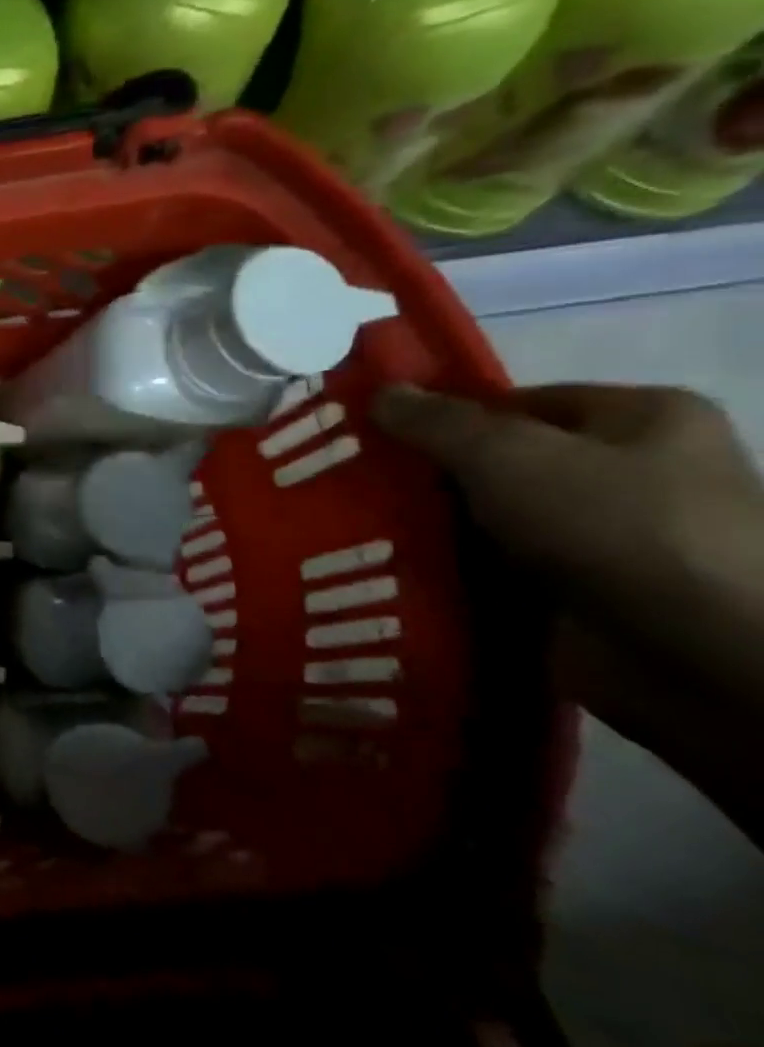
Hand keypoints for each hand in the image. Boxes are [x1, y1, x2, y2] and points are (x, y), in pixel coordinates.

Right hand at [374, 383, 763, 831]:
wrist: (691, 654)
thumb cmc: (612, 525)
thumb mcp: (507, 454)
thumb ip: (437, 422)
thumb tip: (379, 392)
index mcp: (644, 419)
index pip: (519, 403)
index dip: (446, 416)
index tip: (376, 436)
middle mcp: (634, 474)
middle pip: (502, 463)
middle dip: (430, 476)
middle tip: (354, 480)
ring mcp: (609, 540)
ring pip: (493, 520)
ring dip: (433, 528)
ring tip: (355, 525)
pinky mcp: (581, 595)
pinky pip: (496, 570)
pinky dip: (451, 571)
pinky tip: (391, 568)